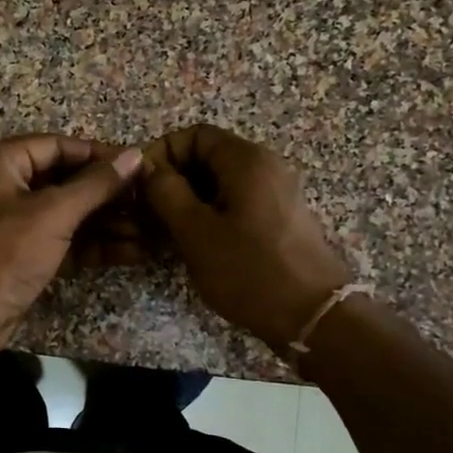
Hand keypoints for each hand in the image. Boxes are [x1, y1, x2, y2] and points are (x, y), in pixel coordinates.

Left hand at [0, 134, 144, 362]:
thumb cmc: (1, 255)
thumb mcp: (52, 214)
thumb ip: (95, 185)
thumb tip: (134, 156)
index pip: (57, 146)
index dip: (100, 156)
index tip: (140, 165)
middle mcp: (2, 186)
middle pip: (64, 180)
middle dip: (107, 194)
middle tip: (150, 201)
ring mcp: (11, 223)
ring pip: (66, 213)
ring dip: (106, 222)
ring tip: (149, 230)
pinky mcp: (21, 254)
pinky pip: (62, 240)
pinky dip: (92, 245)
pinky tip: (131, 252)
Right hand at [140, 124, 354, 348]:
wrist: (314, 317)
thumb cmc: (249, 271)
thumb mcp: (195, 231)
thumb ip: (165, 192)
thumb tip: (147, 168)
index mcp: (246, 160)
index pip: (193, 135)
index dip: (161, 154)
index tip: (138, 186)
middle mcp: (264, 167)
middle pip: (206, 157)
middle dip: (171, 180)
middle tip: (144, 213)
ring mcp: (275, 194)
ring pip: (218, 183)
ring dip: (186, 201)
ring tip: (162, 233)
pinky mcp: (278, 219)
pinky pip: (235, 202)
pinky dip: (208, 215)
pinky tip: (192, 244)